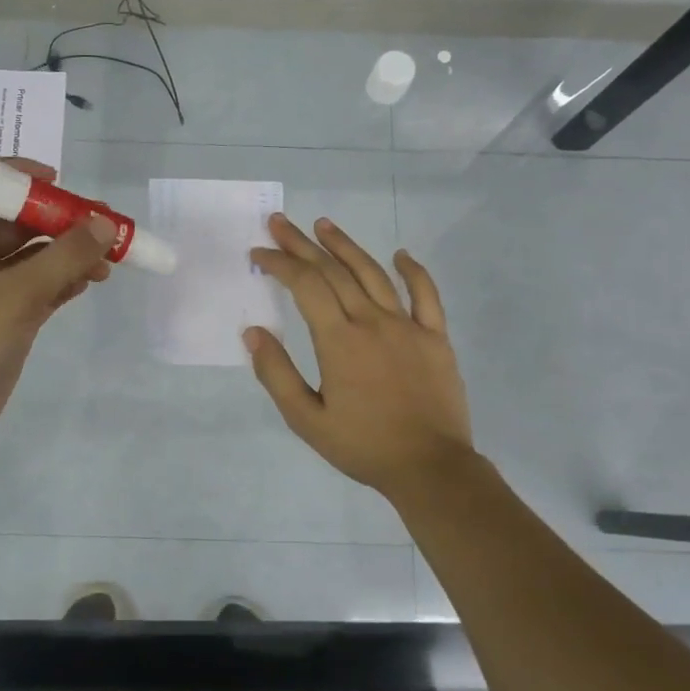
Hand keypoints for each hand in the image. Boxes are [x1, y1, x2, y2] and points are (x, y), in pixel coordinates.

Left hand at [0, 158, 113, 452]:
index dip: (14, 170)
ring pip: (35, 255)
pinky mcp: (8, 316)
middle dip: (61, 218)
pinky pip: (41, 285)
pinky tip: (92, 283)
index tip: (56, 180)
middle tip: (104, 226)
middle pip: (19, 218)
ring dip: (70, 253)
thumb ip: (65, 257)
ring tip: (109, 262)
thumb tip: (106, 225)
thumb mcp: (17, 294)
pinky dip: (66, 280)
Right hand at [247, 214, 474, 498]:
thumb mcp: (306, 419)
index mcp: (339, 340)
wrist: (430, 468)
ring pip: (373, 273)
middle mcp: (372, 322)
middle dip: (302, 245)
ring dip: (346, 246)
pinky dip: (413, 271)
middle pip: (334, 271)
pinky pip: (426, 295)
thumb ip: (277, 374)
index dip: (280, 264)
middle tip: (280, 223)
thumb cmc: (363, 446)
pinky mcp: (436, 337)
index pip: (305, 286)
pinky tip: (400, 255)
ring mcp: (408, 326)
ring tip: (324, 225)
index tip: (259, 253)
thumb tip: (253, 333)